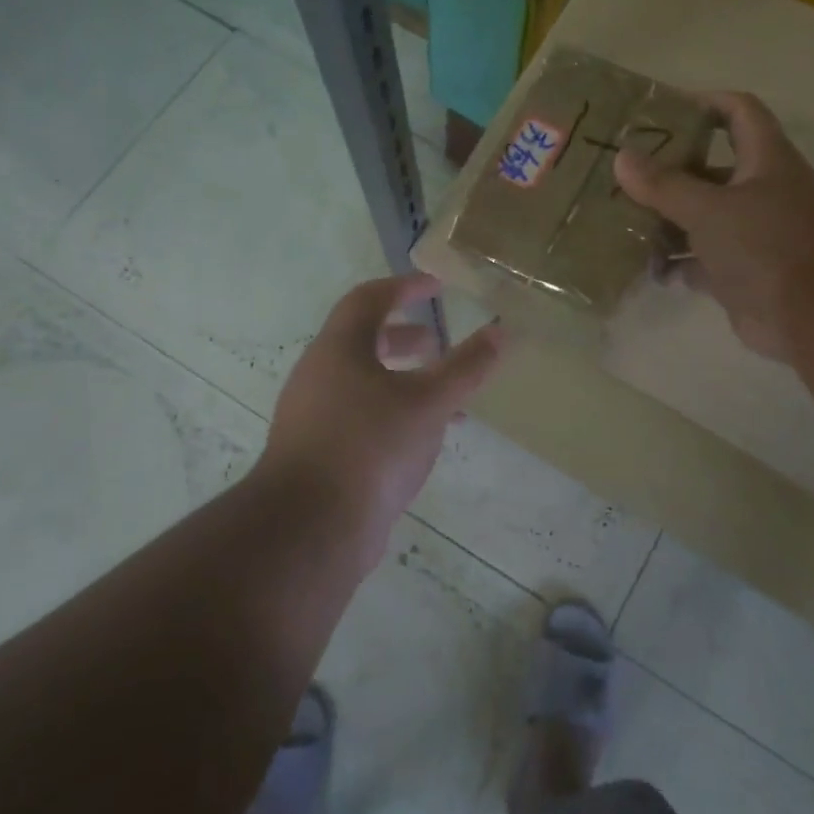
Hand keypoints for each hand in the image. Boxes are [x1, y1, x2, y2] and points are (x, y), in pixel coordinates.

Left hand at [256, 274, 504, 573]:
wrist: (311, 527)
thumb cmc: (371, 446)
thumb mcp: (429, 403)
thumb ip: (466, 367)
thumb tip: (502, 331)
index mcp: (338, 349)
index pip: (369, 299)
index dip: (405, 288)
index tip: (438, 286)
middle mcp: (318, 375)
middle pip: (363, 342)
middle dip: (405, 339)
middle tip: (438, 344)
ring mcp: (313, 417)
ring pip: (364, 384)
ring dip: (404, 382)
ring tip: (444, 400)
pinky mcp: (317, 454)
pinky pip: (360, 419)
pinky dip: (393, 416)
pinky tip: (420, 443)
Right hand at [615, 92, 813, 362]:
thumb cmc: (768, 245)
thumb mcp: (710, 209)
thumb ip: (665, 185)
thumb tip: (622, 157)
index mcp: (765, 160)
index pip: (738, 112)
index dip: (704, 102)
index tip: (659, 111)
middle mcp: (761, 191)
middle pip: (710, 169)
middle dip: (668, 172)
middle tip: (623, 174)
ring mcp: (753, 234)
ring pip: (702, 217)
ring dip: (666, 221)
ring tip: (622, 222)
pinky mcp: (743, 272)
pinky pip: (701, 259)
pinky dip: (677, 262)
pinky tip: (648, 268)